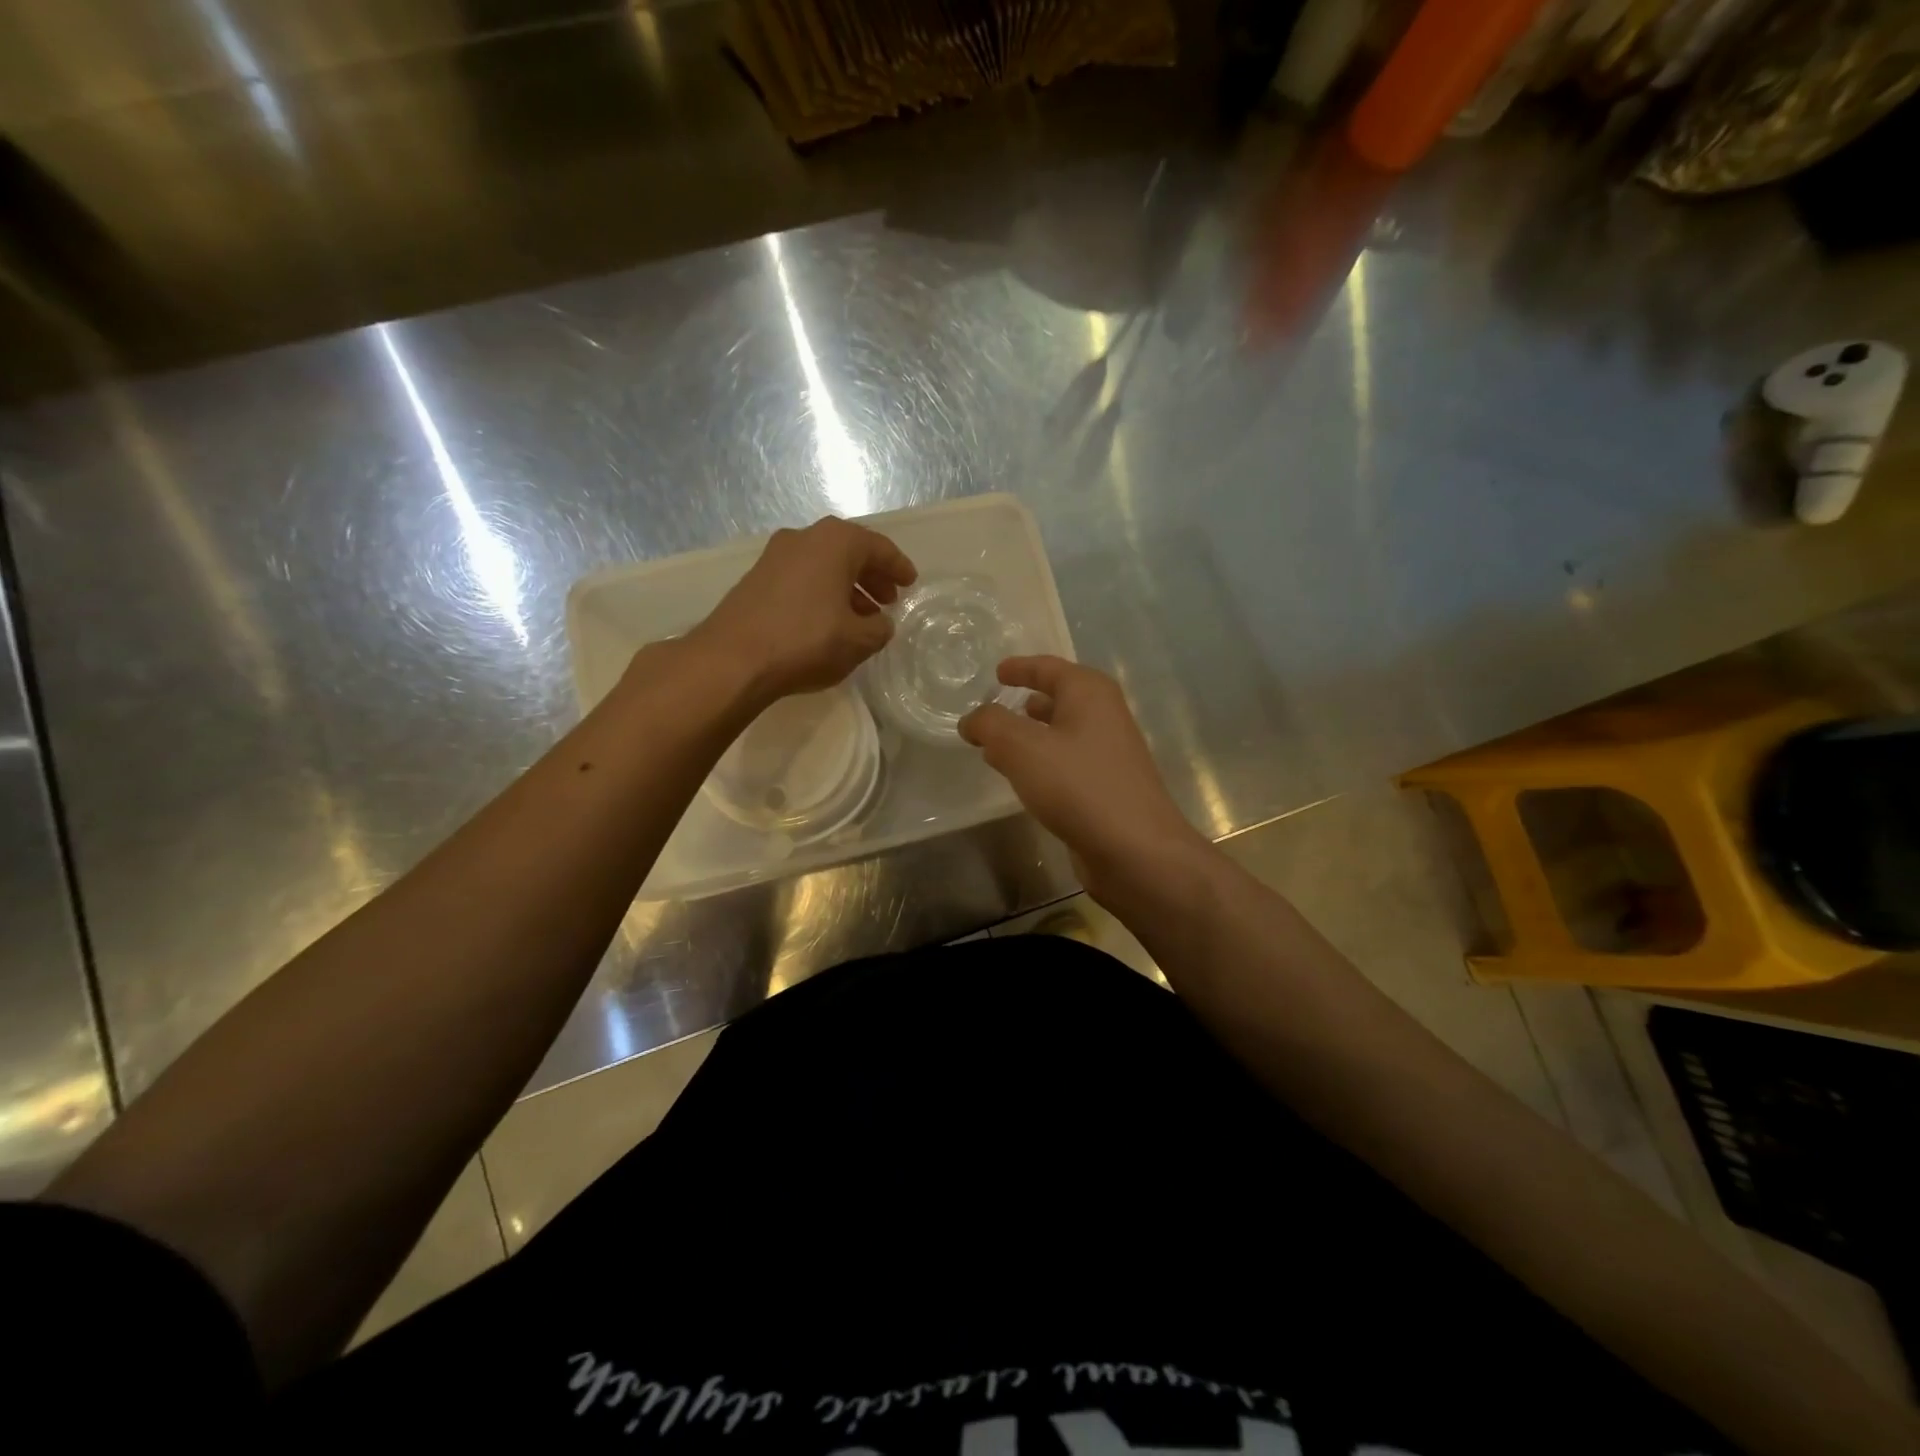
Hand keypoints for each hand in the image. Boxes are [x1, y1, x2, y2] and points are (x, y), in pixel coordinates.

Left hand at [687, 517, 916, 705]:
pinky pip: (802, 579)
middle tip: (888, 600)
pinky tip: (828, 622)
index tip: (911, 583)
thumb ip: (879, 628)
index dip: (898, 567)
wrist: (733, 658)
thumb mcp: (859, 640)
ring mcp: (775, 557)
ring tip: (862, 617)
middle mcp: (804, 538)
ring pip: (823, 566)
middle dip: (872, 576)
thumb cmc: (806, 640)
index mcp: (835, 542)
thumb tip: (879, 623)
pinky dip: (822, 594)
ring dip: (846, 587)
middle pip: (849, 552)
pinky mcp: (756, 579)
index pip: (878, 548)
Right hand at [960, 655, 1209, 902]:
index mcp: (1089, 693)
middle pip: (1058, 698)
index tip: (996, 673)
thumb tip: (972, 720)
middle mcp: (1104, 715)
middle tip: (991, 712)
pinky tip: (1023, 780)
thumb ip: (990, 725)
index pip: (1048, 668)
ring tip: (997, 746)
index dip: (1020, 668)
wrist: (1135, 850)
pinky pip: (1066, 762)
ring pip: (1061, 733)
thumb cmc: (1078, 786)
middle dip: (1024, 702)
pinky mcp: (1106, 787)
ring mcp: (1108, 753)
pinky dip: (1042, 762)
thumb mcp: (1022, 747)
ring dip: (1030, 736)